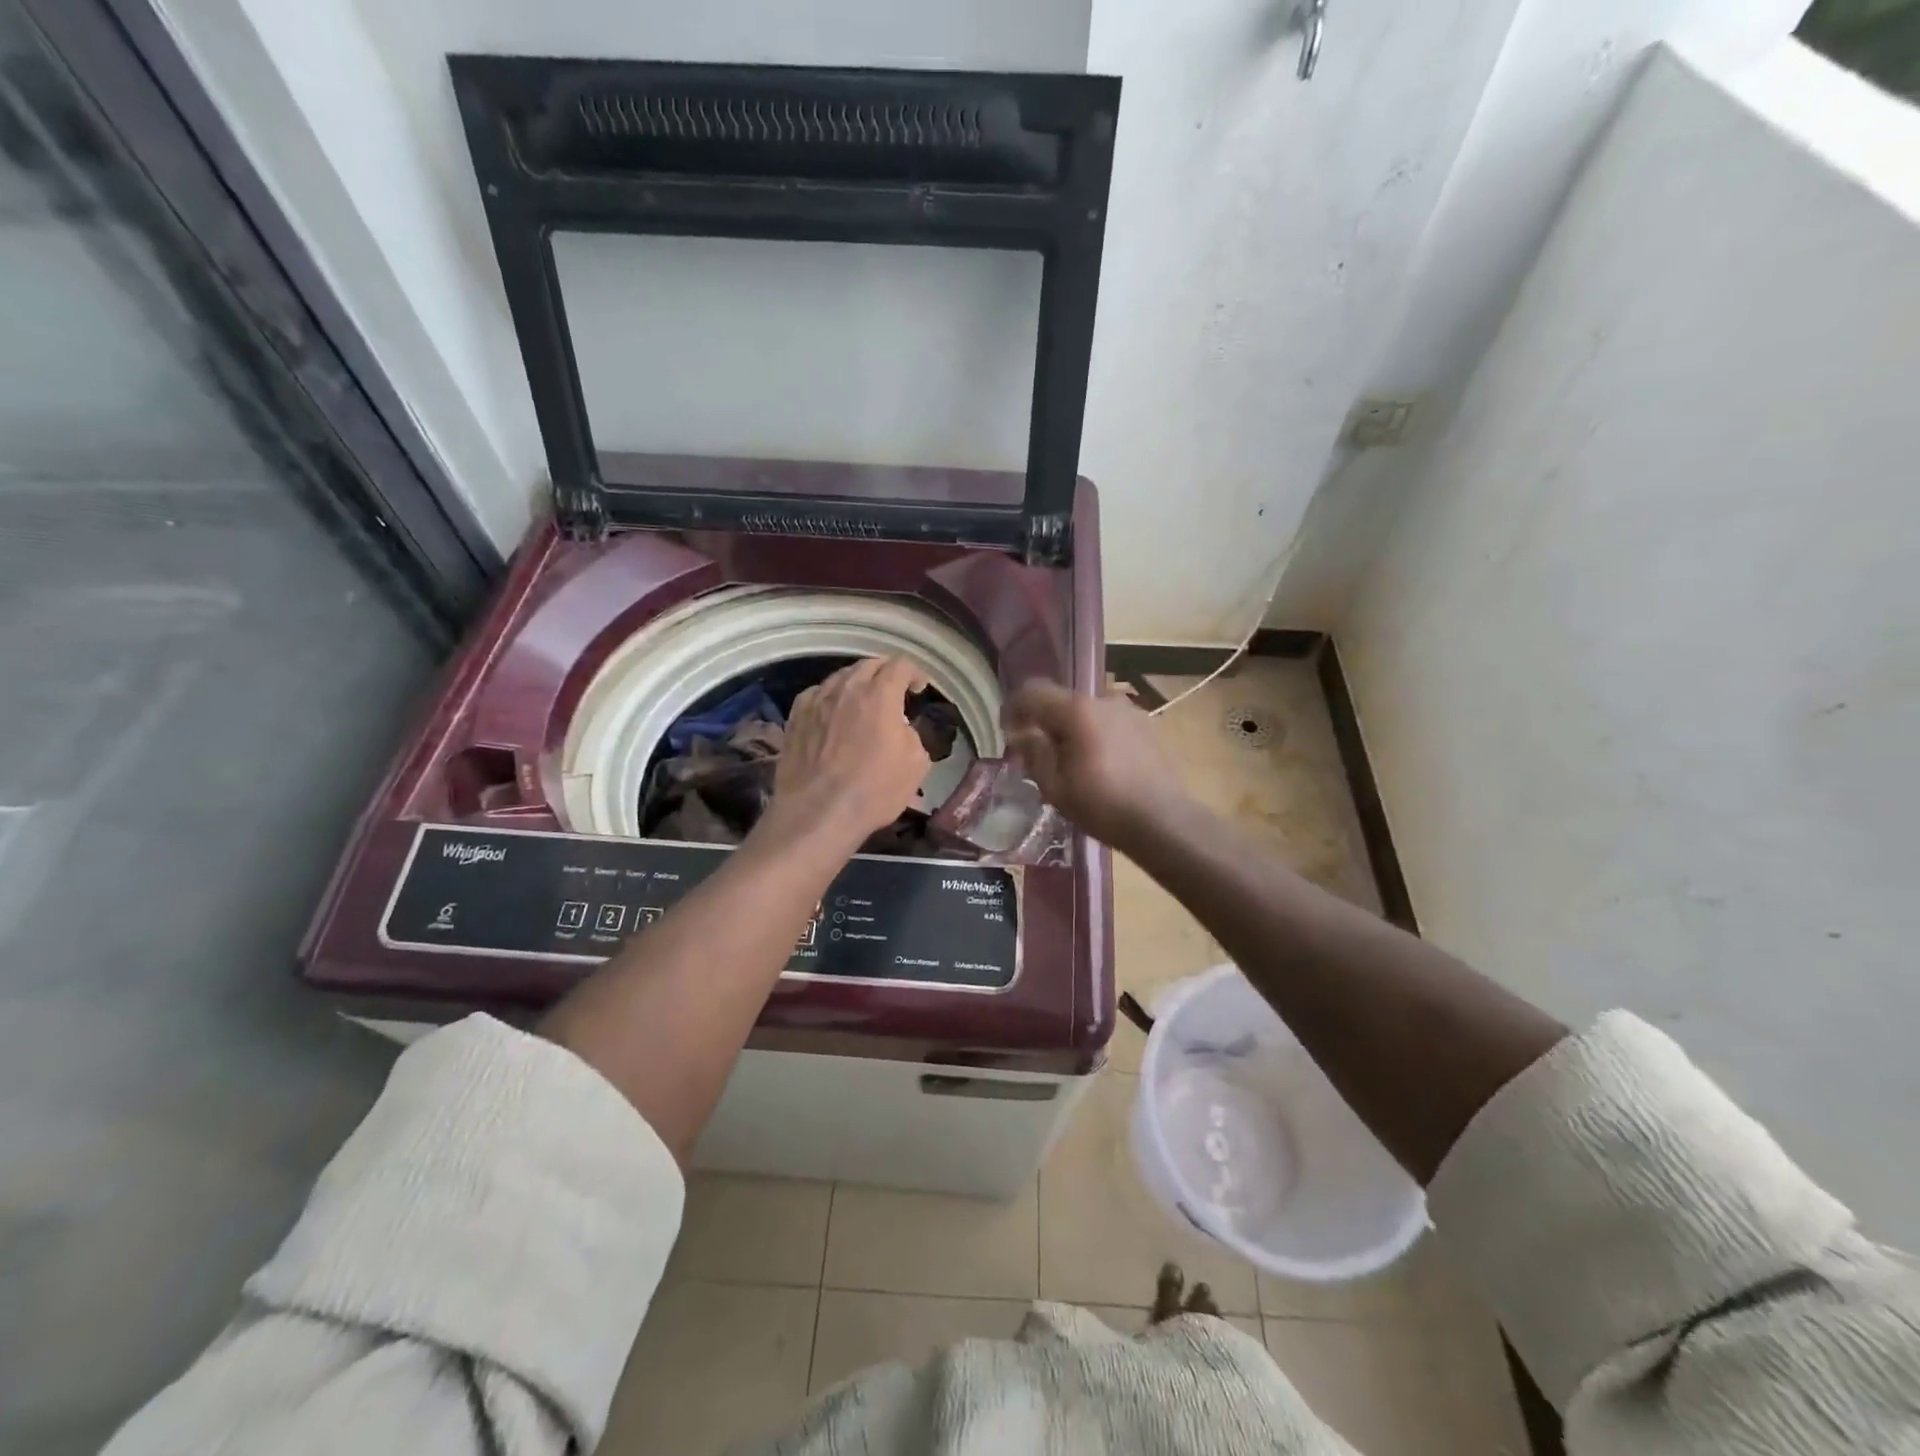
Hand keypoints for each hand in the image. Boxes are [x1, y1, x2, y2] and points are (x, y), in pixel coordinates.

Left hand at [763, 657, 931, 849]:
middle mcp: (847, 688)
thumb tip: (900, 727)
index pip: (900, 666)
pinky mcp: (795, 717)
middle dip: (886, 673)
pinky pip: (817, 694)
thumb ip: (912, 734)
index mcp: (880, 695)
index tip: (919, 688)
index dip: (914, 673)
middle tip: (894, 690)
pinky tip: (833, 713)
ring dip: (857, 683)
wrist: (818, 812)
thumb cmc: (874, 790)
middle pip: (869, 665)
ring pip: (840, 677)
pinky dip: (830, 697)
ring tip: (863, 701)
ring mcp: (817, 701)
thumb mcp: (916, 764)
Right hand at [1002, 681, 1187, 849]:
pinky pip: (1109, 723)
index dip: (1013, 707)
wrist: (1164, 821)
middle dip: (1044, 723)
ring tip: (1071, 762)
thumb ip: (1034, 753)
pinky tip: (1100, 765)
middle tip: (1037, 754)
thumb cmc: (1103, 805)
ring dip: (1072, 730)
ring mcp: (1130, 711)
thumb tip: (1022, 735)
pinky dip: (1095, 735)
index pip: (1033, 692)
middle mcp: (1104, 700)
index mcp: (1077, 710)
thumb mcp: (1055, 786)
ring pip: (1087, 713)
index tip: (1007, 731)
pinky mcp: (1147, 726)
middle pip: (1062, 701)